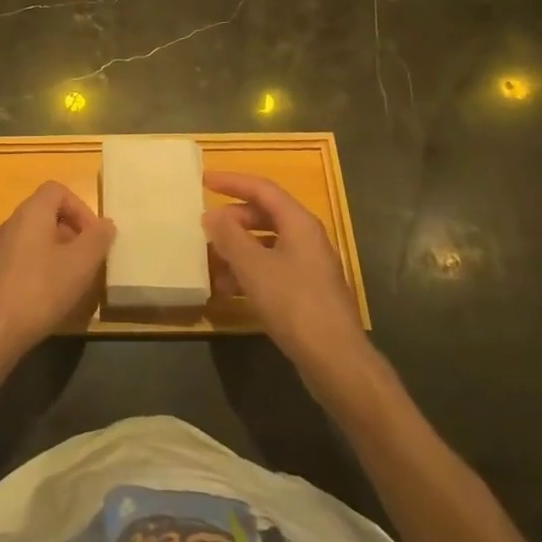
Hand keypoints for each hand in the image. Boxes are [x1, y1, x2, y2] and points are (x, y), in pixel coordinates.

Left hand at [0, 182, 113, 368]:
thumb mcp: (80, 264)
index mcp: (31, 212)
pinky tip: (51, 298)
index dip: (81, 208)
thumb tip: (106, 224)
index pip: (57, 190)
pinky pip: (25, 260)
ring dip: (59, 254)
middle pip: (47, 214)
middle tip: (89, 260)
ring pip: (36, 240)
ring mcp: (0, 249)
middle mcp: (12, 223)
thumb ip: (97, 239)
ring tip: (74, 281)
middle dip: (73, 233)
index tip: (94, 236)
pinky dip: (42, 270)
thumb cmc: (40, 289)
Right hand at [203, 171, 375, 386]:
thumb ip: (229, 237)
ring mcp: (309, 266)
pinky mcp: (306, 291)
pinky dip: (249, 272)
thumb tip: (211, 215)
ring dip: (238, 249)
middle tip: (206, 227)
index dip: (232, 181)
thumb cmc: (294, 304)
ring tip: (211, 262)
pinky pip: (272, 268)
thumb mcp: (254, 267)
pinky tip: (228, 289)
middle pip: (265, 215)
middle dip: (233, 219)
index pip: (262, 189)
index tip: (204, 180)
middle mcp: (307, 238)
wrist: (336, 360)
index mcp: (299, 223)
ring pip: (266, 244)